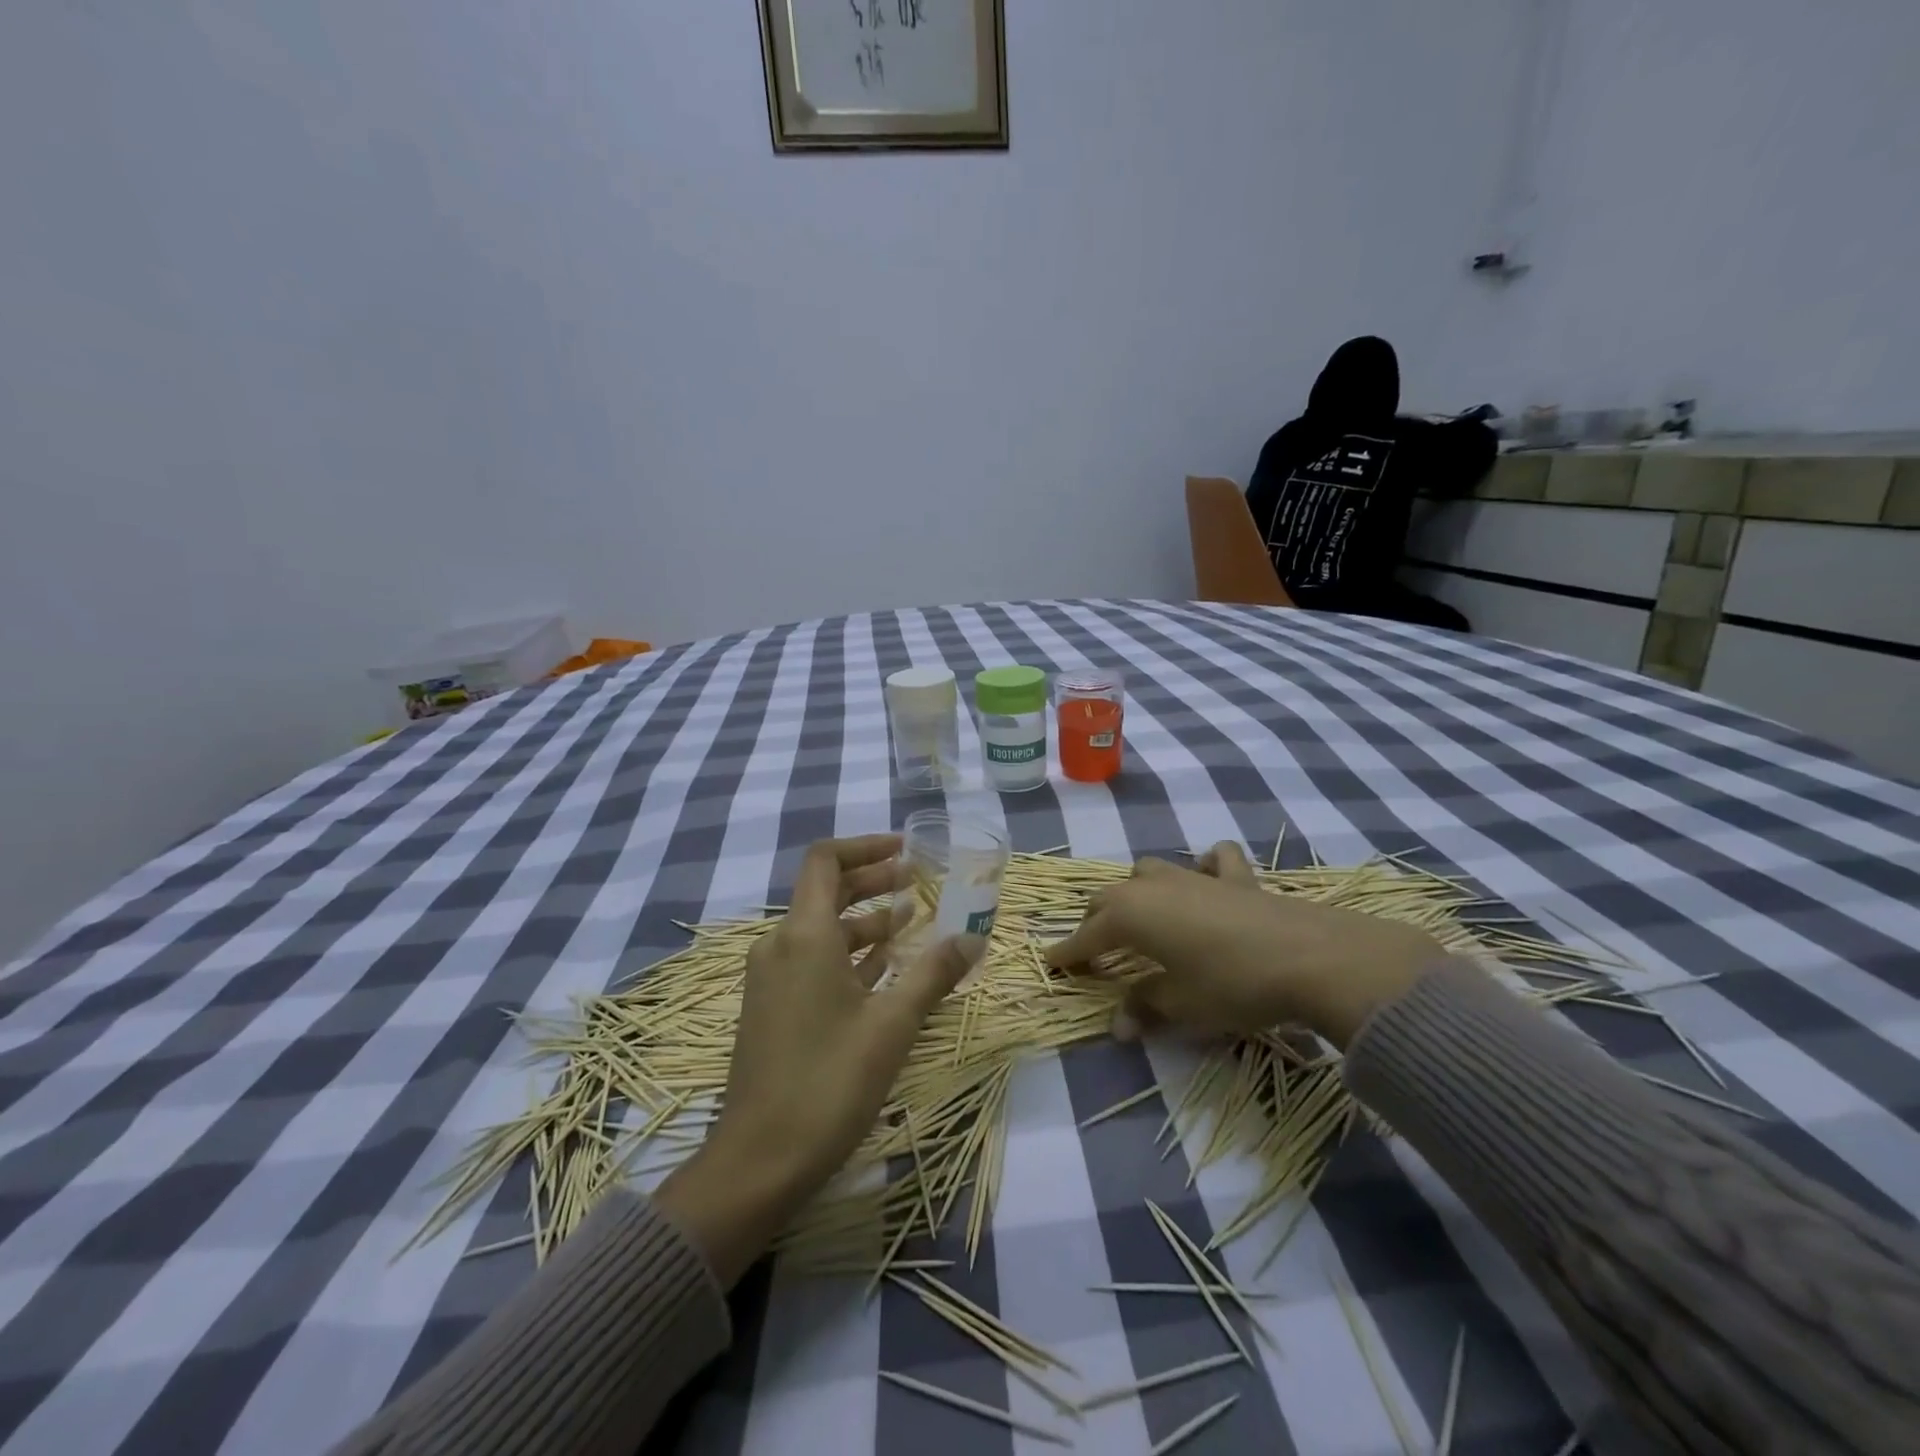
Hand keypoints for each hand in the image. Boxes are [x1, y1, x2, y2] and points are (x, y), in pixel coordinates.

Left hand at [655, 834, 975, 1284]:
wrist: (758, 1161)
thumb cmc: (828, 1082)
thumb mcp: (892, 1024)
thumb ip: (933, 973)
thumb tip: (973, 937)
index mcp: (803, 935)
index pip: (825, 861)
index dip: (865, 847)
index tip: (905, 850)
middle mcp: (780, 945)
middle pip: (825, 892)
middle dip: (872, 881)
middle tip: (916, 881)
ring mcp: (771, 979)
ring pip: (821, 930)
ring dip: (864, 920)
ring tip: (909, 922)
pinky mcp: (771, 1008)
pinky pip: (812, 961)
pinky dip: (848, 953)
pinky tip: (883, 967)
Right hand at [1044, 841, 1440, 1048]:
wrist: (1310, 957)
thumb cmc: (1232, 984)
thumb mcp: (1182, 1005)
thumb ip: (1144, 1007)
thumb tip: (1118, 1026)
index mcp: (1131, 915)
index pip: (1086, 936)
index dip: (1068, 953)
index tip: (1051, 964)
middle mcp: (1153, 887)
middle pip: (1109, 898)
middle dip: (1095, 922)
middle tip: (1095, 951)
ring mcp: (1194, 876)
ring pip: (1148, 870)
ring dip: (1137, 892)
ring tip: (1142, 915)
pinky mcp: (1235, 877)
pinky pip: (1212, 860)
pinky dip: (1204, 866)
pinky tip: (1207, 880)